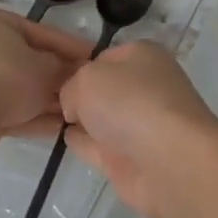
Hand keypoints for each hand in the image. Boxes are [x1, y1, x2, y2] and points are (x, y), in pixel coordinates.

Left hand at [0, 6, 91, 141]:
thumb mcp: (48, 69)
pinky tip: (57, 128)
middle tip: (83, 86)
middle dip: (57, 76)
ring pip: (19, 86)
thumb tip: (76, 71)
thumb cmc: (10, 77)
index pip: (42, 32)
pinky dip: (31, 114)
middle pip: (29, 60)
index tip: (93, 56)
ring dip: (46, 99)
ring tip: (74, 111)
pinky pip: (8, 106)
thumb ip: (64, 68)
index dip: (71, 46)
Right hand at [59, 40, 217, 217]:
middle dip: (81, 93)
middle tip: (48, 100)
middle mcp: (145, 88)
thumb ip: (71, 87)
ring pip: (102, 117)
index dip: (80, 67)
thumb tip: (74, 107)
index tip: (55, 79)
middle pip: (105, 88)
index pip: (105, 57)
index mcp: (143, 57)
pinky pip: (99, 145)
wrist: (169, 160)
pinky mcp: (132, 159)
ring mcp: (140, 125)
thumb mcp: (88, 79)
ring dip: (82, 118)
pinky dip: (84, 142)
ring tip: (52, 117)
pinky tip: (66, 139)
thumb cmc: (131, 103)